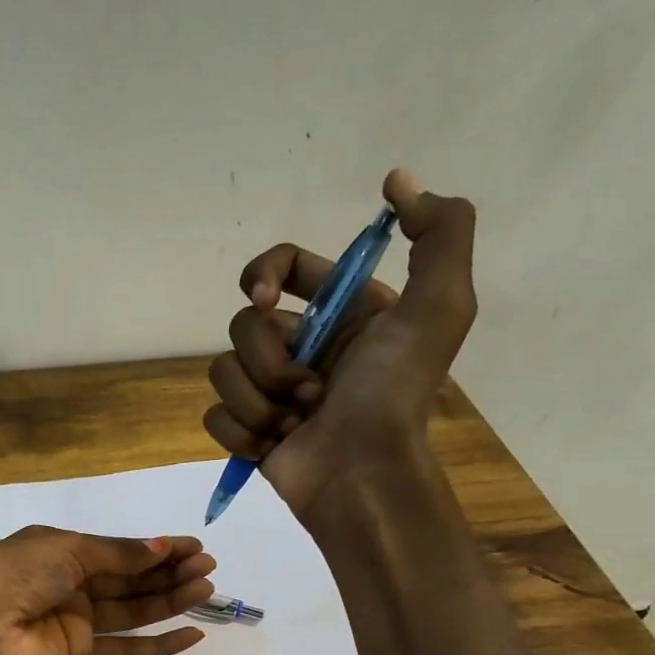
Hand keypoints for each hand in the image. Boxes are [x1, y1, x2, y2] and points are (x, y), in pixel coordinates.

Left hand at [0, 526, 215, 654]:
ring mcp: (74, 618)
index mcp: (61, 549)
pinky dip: (156, 644)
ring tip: (207, 590)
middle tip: (208, 567)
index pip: (118, 548)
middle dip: (168, 571)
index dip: (156, 547)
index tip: (194, 546)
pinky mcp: (77, 652)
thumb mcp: (68, 549)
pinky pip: (123, 647)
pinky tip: (190, 635)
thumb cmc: (18, 573)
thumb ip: (118, 554)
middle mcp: (69, 582)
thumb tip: (161, 546)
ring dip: (169, 600)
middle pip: (129, 578)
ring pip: (131, 609)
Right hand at [203, 168, 477, 518]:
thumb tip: (395, 180)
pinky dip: (241, 431)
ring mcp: (271, 391)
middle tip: (310, 391)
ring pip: (224, 371)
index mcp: (343, 313)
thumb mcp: (439, 305)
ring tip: (295, 424)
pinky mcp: (248, 430)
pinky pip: (214, 415)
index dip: (264, 273)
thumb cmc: (394, 393)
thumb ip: (439, 231)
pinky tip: (271, 447)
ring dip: (259, 400)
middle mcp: (304, 346)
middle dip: (270, 359)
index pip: (283, 267)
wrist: (361, 474)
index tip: (265, 297)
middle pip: (245, 324)